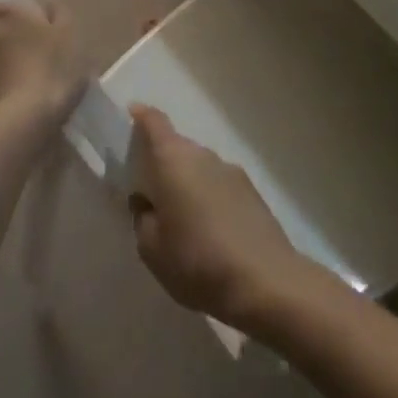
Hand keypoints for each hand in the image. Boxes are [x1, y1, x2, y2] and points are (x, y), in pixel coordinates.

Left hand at [0, 0, 79, 119]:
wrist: (26, 118)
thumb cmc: (51, 66)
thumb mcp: (67, 35)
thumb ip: (58, 13)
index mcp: (8, 17)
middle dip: (12, 36)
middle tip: (37, 47)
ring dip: (13, 62)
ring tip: (39, 76)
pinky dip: (10, 85)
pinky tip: (29, 97)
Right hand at [126, 106, 314, 332]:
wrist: (266, 282)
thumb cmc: (197, 261)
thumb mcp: (152, 249)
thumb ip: (143, 218)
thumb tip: (148, 203)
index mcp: (173, 160)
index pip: (154, 122)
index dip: (141, 116)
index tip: (132, 115)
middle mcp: (204, 156)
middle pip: (178, 146)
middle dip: (163, 162)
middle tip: (151, 192)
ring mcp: (232, 172)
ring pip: (201, 168)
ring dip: (189, 183)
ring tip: (182, 220)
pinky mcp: (253, 194)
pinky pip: (221, 187)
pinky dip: (211, 199)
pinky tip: (211, 233)